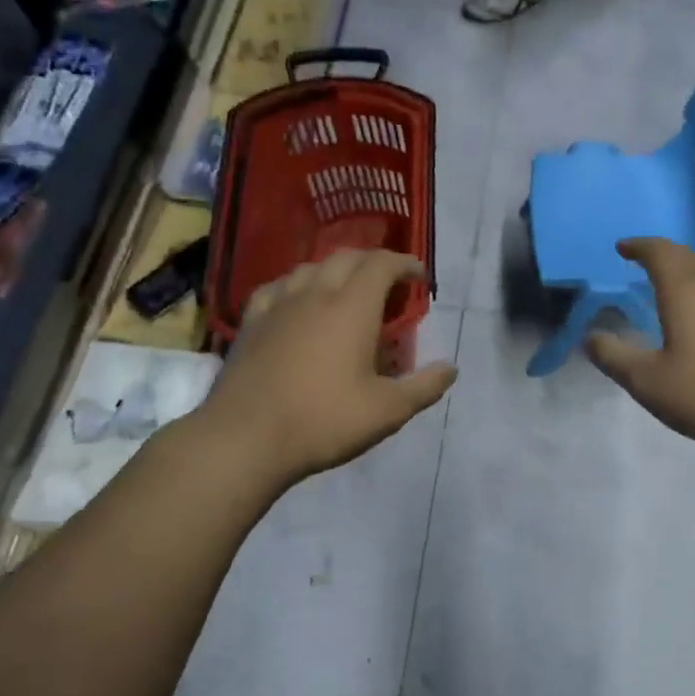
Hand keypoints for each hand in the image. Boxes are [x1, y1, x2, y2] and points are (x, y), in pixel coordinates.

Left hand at [192, 250, 455, 490]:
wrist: (244, 438)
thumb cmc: (323, 420)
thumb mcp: (387, 411)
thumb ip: (424, 387)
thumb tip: (450, 369)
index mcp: (352, 307)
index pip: (382, 264)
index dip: (405, 264)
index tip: (419, 277)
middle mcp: (315, 294)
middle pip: (347, 257)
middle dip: (373, 262)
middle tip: (389, 284)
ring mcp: (278, 305)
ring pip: (310, 267)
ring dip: (336, 270)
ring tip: (347, 291)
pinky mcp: (251, 322)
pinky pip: (278, 287)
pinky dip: (298, 285)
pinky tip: (297, 302)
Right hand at [586, 239, 694, 459]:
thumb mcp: (647, 382)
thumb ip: (613, 357)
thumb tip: (590, 337)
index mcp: (685, 290)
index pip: (659, 252)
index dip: (638, 246)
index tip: (621, 248)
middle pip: (685, 255)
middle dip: (660, 253)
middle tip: (639, 262)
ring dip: (683, 269)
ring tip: (665, 284)